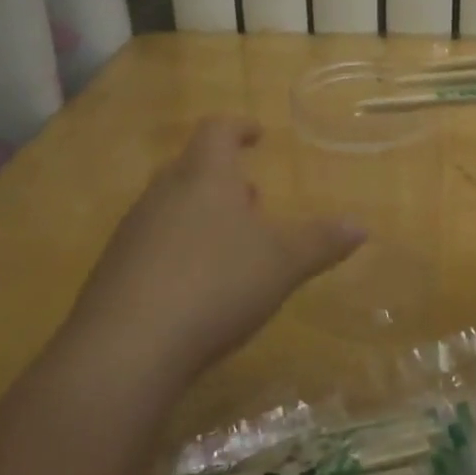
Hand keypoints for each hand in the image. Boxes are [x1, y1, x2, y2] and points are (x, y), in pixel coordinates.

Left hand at [68, 118, 364, 383]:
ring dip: (201, 214)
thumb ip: (322, 241)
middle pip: (192, 166)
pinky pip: (153, 243)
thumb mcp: (283, 262)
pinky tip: (196, 286)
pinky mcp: (114, 270)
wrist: (127, 347)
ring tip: (231, 244)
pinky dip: (179, 249)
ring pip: (171, 205)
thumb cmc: (216, 283)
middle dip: (223, 177)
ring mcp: (133, 230)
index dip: (239, 127)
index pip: (217, 130)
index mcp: (204, 175)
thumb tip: (361, 226)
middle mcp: (163, 192)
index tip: (257, 134)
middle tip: (251, 196)